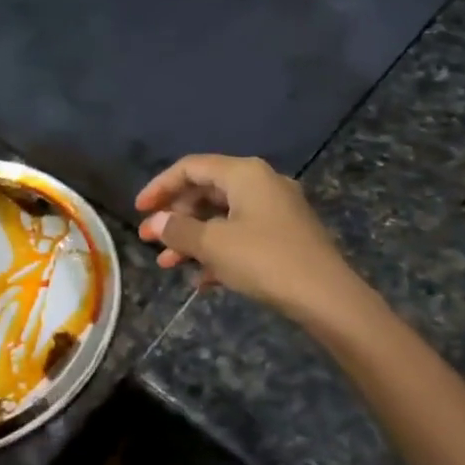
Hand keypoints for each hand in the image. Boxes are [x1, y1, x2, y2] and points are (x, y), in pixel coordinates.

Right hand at [136, 155, 358, 316]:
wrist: (327, 297)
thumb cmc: (265, 260)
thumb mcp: (214, 245)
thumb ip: (178, 230)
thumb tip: (155, 223)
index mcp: (245, 173)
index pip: (191, 167)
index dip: (160, 187)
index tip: (138, 211)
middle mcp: (262, 182)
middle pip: (207, 190)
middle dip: (175, 216)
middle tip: (151, 241)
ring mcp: (277, 209)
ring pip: (223, 216)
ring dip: (193, 238)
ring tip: (168, 266)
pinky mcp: (286, 235)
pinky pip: (242, 234)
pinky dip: (219, 250)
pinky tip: (203, 280)